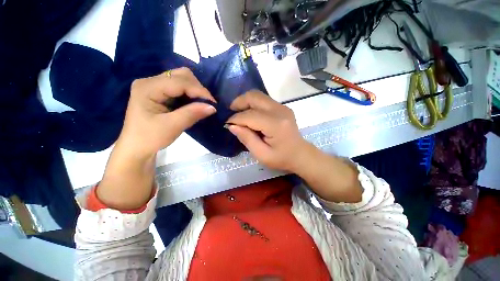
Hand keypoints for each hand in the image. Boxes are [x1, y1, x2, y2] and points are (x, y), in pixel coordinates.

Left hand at [117, 67, 216, 158]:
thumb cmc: (150, 138)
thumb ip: (192, 114)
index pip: (179, 81)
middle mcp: (150, 81)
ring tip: (202, 104)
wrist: (136, 148)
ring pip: (182, 79)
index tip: (213, 104)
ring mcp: (154, 86)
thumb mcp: (172, 127)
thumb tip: (213, 107)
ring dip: (195, 91)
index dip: (199, 90)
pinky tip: (194, 104)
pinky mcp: (159, 92)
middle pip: (180, 75)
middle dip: (197, 88)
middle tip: (207, 104)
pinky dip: (190, 94)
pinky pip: (180, 88)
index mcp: (147, 87)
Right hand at [227, 90, 312, 171]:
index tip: (227, 124)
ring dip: (245, 102)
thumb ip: (246, 139)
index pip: (249, 116)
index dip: (235, 119)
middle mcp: (279, 110)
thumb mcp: (261, 155)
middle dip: (238, 103)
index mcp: (275, 125)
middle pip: (254, 97)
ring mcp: (282, 107)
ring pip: (258, 95)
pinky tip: (249, 114)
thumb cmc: (281, 158)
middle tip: (231, 114)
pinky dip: (253, 104)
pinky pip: (263, 100)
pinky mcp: (282, 107)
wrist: (300, 154)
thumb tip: (232, 126)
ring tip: (238, 113)